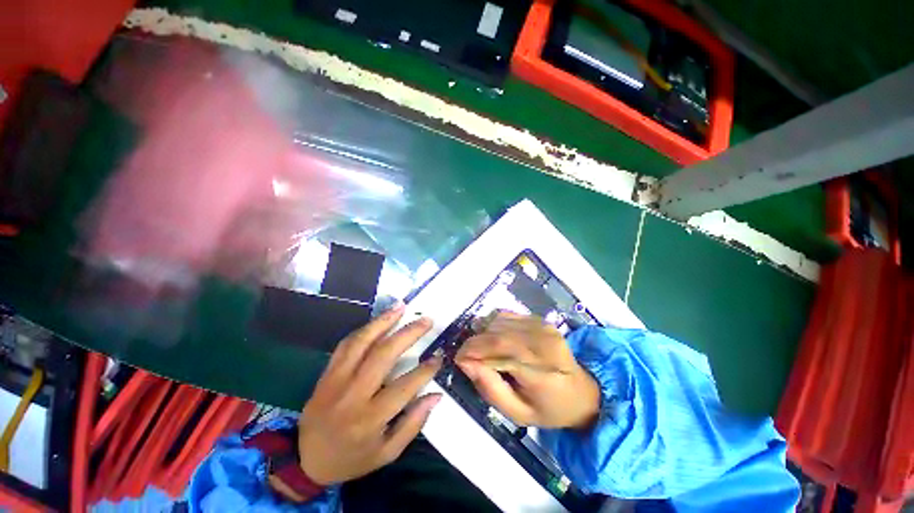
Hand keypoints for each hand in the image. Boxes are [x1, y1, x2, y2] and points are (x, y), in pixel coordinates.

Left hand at [296, 304, 442, 484]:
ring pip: (361, 343)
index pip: (404, 387)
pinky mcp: (326, 373)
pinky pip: (345, 344)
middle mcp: (352, 395)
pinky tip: (379, 320)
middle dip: (408, 334)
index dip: (425, 370)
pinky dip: (364, 329)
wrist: (304, 460)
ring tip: (402, 307)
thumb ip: (413, 424)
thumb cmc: (352, 458)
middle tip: (426, 321)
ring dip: (384, 321)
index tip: (439, 357)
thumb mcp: (387, 453)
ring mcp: (336, 381)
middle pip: (383, 355)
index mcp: (369, 419)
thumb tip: (436, 395)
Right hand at [455, 311, 599, 429]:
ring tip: (481, 349)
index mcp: (541, 371)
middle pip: (497, 333)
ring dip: (483, 332)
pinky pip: (508, 315)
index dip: (472, 351)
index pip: (498, 350)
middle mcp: (543, 343)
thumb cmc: (549, 408)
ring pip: (500, 321)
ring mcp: (543, 327)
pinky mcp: (541, 320)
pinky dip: (494, 324)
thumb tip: (466, 363)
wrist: (582, 392)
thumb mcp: (517, 414)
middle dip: (474, 342)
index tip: (458, 359)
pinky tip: (494, 338)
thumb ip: (490, 389)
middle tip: (466, 355)